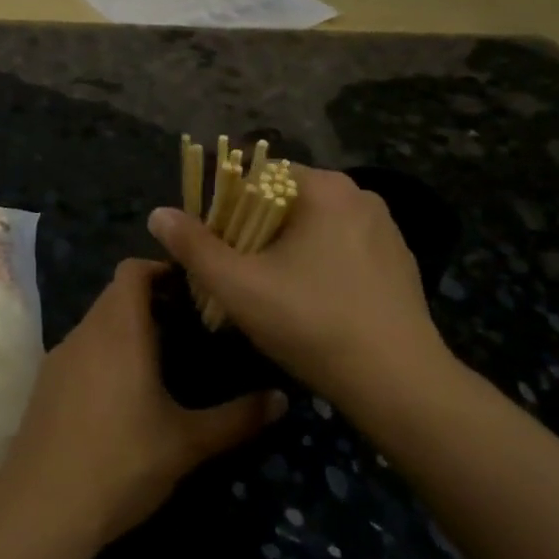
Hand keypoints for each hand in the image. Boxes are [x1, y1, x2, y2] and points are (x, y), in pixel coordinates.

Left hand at [0, 260, 285, 548]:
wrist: (41, 508)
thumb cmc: (121, 463)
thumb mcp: (187, 443)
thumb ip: (237, 418)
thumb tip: (282, 399)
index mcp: (119, 329)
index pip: (133, 269)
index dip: (162, 268)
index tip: (194, 288)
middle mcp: (86, 331)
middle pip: (116, 293)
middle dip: (151, 300)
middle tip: (190, 324)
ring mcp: (60, 356)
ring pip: (97, 322)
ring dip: (127, 327)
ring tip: (164, 358)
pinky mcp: (45, 383)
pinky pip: (82, 349)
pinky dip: (105, 352)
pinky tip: (124, 393)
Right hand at [147, 168, 453, 410]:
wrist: (398, 384)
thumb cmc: (312, 323)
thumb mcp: (240, 286)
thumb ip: (194, 247)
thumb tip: (158, 214)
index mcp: (325, 188)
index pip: (260, 174)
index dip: (227, 203)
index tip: (213, 239)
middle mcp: (360, 195)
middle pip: (287, 201)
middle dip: (255, 228)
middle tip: (236, 271)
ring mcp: (386, 229)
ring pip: (316, 227)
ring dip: (287, 248)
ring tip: (270, 291)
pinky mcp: (399, 262)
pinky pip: (344, 249)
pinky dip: (321, 264)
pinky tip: (312, 304)